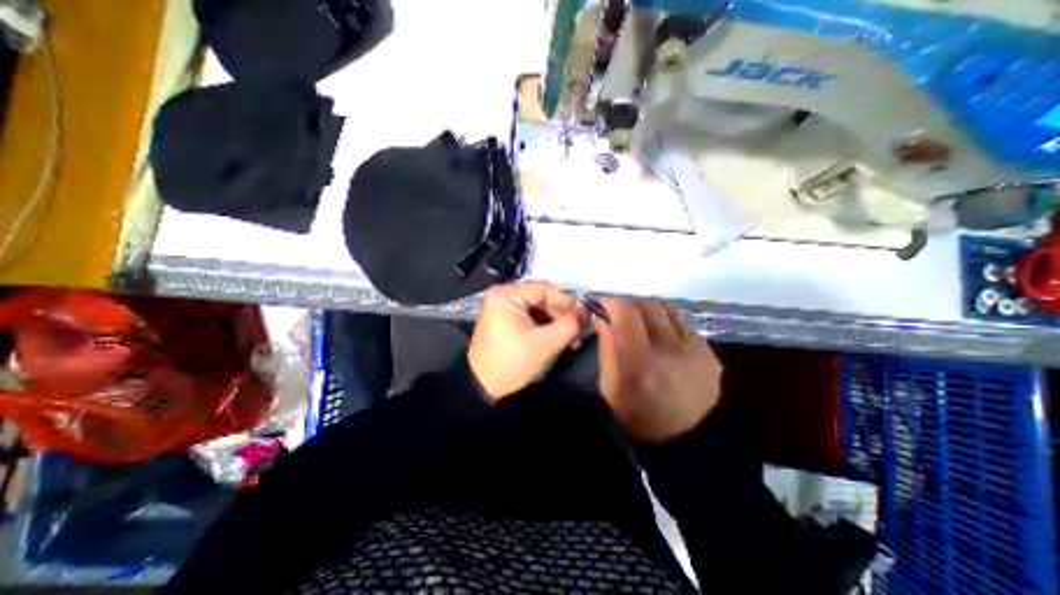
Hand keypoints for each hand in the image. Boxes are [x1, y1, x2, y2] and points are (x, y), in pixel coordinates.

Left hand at [471, 281, 588, 399]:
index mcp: (506, 294)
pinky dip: (544, 326)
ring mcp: (502, 307)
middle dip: (561, 314)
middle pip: (541, 298)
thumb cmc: (511, 362)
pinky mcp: (504, 320)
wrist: (482, 388)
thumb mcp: (545, 343)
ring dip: (554, 322)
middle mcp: (502, 295)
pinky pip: (530, 317)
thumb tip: (585, 310)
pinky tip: (555, 338)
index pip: (545, 289)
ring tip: (569, 338)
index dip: (566, 302)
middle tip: (577, 331)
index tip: (582, 317)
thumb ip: (570, 324)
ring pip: (537, 308)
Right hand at [595, 298, 719, 441]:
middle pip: (647, 305)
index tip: (602, 303)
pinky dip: (665, 318)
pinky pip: (682, 321)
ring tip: (638, 318)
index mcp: (641, 363)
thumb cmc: (637, 415)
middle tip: (618, 310)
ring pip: (666, 308)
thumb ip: (606, 348)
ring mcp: (694, 349)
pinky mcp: (709, 352)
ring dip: (647, 307)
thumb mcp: (609, 386)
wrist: (685, 440)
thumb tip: (602, 317)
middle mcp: (670, 350)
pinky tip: (659, 330)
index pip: (627, 314)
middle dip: (628, 302)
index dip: (612, 302)